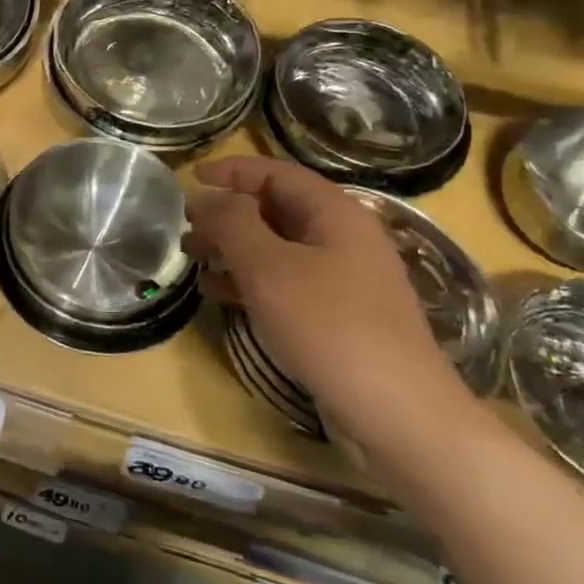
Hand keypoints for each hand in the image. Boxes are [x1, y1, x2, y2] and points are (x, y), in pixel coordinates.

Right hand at [184, 156, 468, 437]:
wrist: (397, 413)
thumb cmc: (329, 326)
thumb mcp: (268, 267)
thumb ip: (233, 223)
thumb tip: (213, 200)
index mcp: (335, 213)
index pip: (277, 173)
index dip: (232, 170)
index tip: (191, 177)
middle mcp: (343, 238)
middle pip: (276, 209)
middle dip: (227, 214)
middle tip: (185, 227)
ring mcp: (344, 279)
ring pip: (277, 248)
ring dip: (233, 248)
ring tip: (193, 259)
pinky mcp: (338, 315)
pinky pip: (286, 282)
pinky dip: (250, 281)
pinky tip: (219, 295)